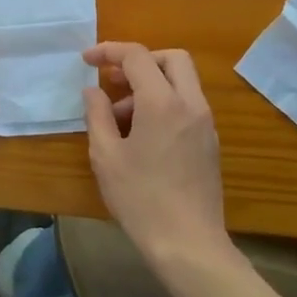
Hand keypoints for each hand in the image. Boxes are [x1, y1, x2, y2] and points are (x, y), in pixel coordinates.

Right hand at [81, 43, 231, 272]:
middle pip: (171, 58)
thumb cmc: (141, 199)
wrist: (189, 244)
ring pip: (181, 82)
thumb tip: (93, 90)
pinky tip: (141, 135)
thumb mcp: (106, 156)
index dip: (109, 51)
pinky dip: (164, 104)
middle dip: (139, 60)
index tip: (86, 60)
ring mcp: (205, 123)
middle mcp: (190, 104)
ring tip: (119, 118)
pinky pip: (187, 105)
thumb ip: (97, 115)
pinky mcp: (210, 142)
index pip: (137, 56)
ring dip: (150, 85)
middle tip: (113, 81)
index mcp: (163, 102)